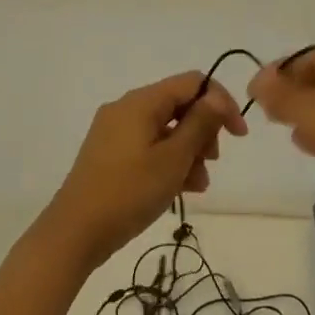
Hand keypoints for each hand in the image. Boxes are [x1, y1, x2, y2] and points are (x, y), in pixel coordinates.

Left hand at [37, 72, 247, 270]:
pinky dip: (167, 161)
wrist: (76, 231)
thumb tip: (217, 97)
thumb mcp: (173, 159)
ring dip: (188, 151)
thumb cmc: (129, 191)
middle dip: (203, 131)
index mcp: (140, 102)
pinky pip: (148, 146)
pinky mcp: (109, 153)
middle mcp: (126, 108)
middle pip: (178, 105)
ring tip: (197, 185)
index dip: (221, 103)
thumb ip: (199, 124)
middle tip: (212, 162)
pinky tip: (179, 189)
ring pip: (165, 129)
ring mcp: (115, 131)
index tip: (238, 136)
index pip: (192, 83)